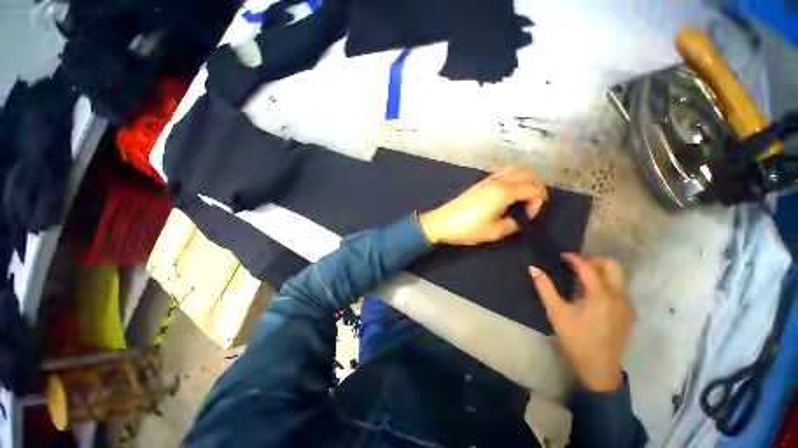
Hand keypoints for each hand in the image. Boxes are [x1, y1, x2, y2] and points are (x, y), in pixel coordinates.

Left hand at [419, 166, 546, 245]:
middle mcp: (497, 181)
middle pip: (527, 173)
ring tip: (522, 198)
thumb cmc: (467, 228)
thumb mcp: (494, 231)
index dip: (538, 202)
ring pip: (514, 169)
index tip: (529, 217)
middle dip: (537, 187)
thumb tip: (518, 220)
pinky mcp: (479, 183)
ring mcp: (487, 180)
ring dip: (525, 180)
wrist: (442, 223)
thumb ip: (512, 224)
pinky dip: (513, 179)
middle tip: (532, 205)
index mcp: (503, 192)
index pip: (533, 188)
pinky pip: (502, 173)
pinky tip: (509, 194)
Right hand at [529, 254, 634, 391]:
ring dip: (599, 273)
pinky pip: (617, 290)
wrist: (599, 368)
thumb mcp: (556, 312)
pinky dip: (604, 285)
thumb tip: (533, 268)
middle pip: (612, 266)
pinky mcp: (628, 313)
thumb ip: (545, 288)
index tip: (562, 256)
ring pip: (617, 278)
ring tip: (579, 282)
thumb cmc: (576, 339)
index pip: (589, 268)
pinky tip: (590, 298)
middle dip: (594, 261)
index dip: (574, 258)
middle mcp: (618, 296)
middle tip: (575, 267)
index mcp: (601, 295)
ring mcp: (626, 305)